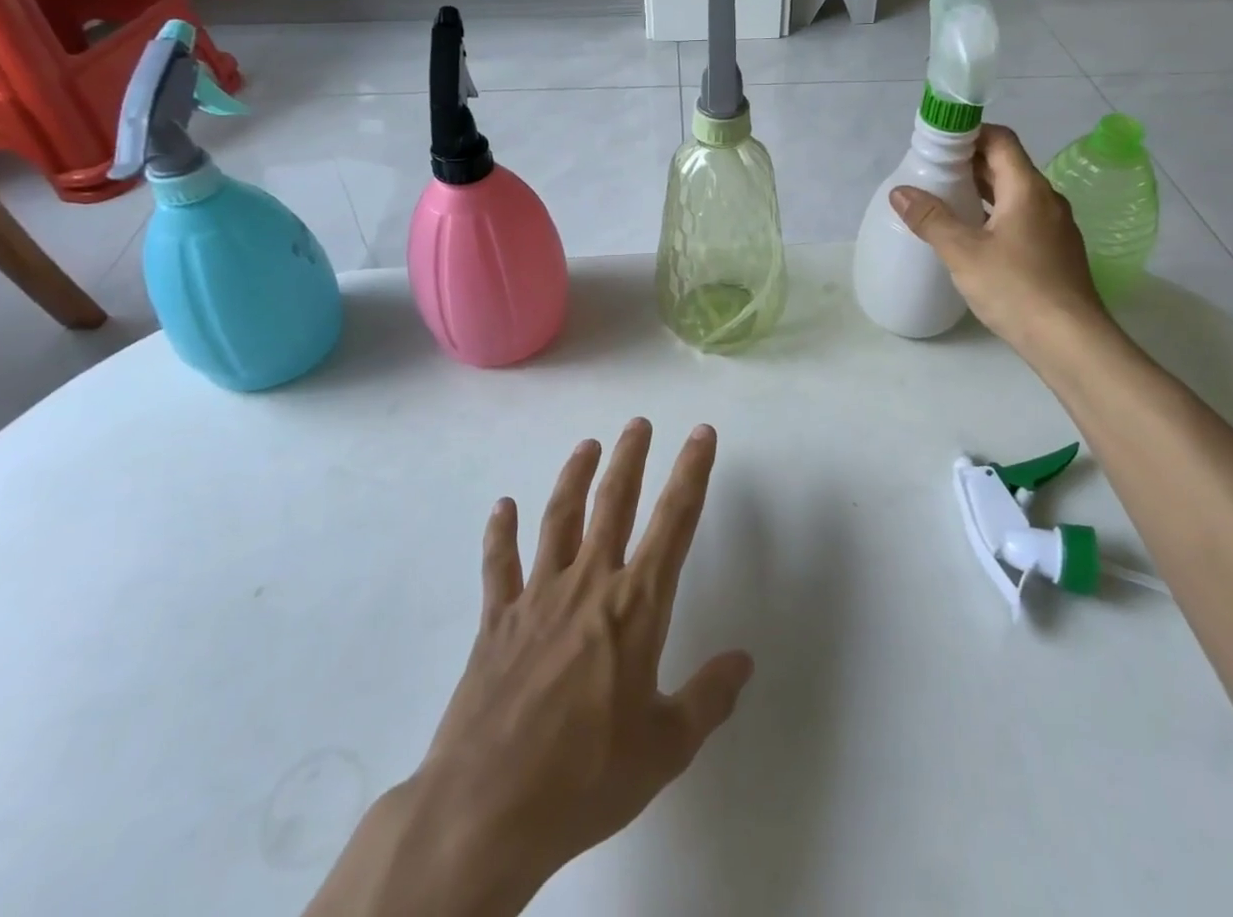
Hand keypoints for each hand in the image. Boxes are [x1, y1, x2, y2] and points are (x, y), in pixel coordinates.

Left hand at [305, 421, 752, 916]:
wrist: (488, 808)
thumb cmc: (587, 777)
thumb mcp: (666, 748)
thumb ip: (708, 698)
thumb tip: (744, 661)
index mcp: (636, 606)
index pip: (674, 521)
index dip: (692, 472)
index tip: (701, 434)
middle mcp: (589, 583)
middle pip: (613, 502)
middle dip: (630, 458)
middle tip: (638, 423)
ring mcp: (538, 596)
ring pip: (560, 518)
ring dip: (574, 477)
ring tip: (587, 446)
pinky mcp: (497, 619)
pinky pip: (499, 564)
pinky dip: (500, 533)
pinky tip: (502, 507)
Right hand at [889, 123, 1111, 356]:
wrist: (1070, 341)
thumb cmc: (1016, 288)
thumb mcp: (963, 253)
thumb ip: (931, 219)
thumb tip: (900, 192)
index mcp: (1027, 189)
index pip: (1000, 140)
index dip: (969, 133)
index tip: (937, 142)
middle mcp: (1046, 200)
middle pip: (1007, 165)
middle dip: (969, 162)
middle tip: (931, 170)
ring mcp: (1055, 227)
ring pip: (1013, 194)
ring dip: (981, 190)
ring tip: (945, 198)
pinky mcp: (1055, 251)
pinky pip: (1021, 217)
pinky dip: (994, 213)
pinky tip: (972, 234)